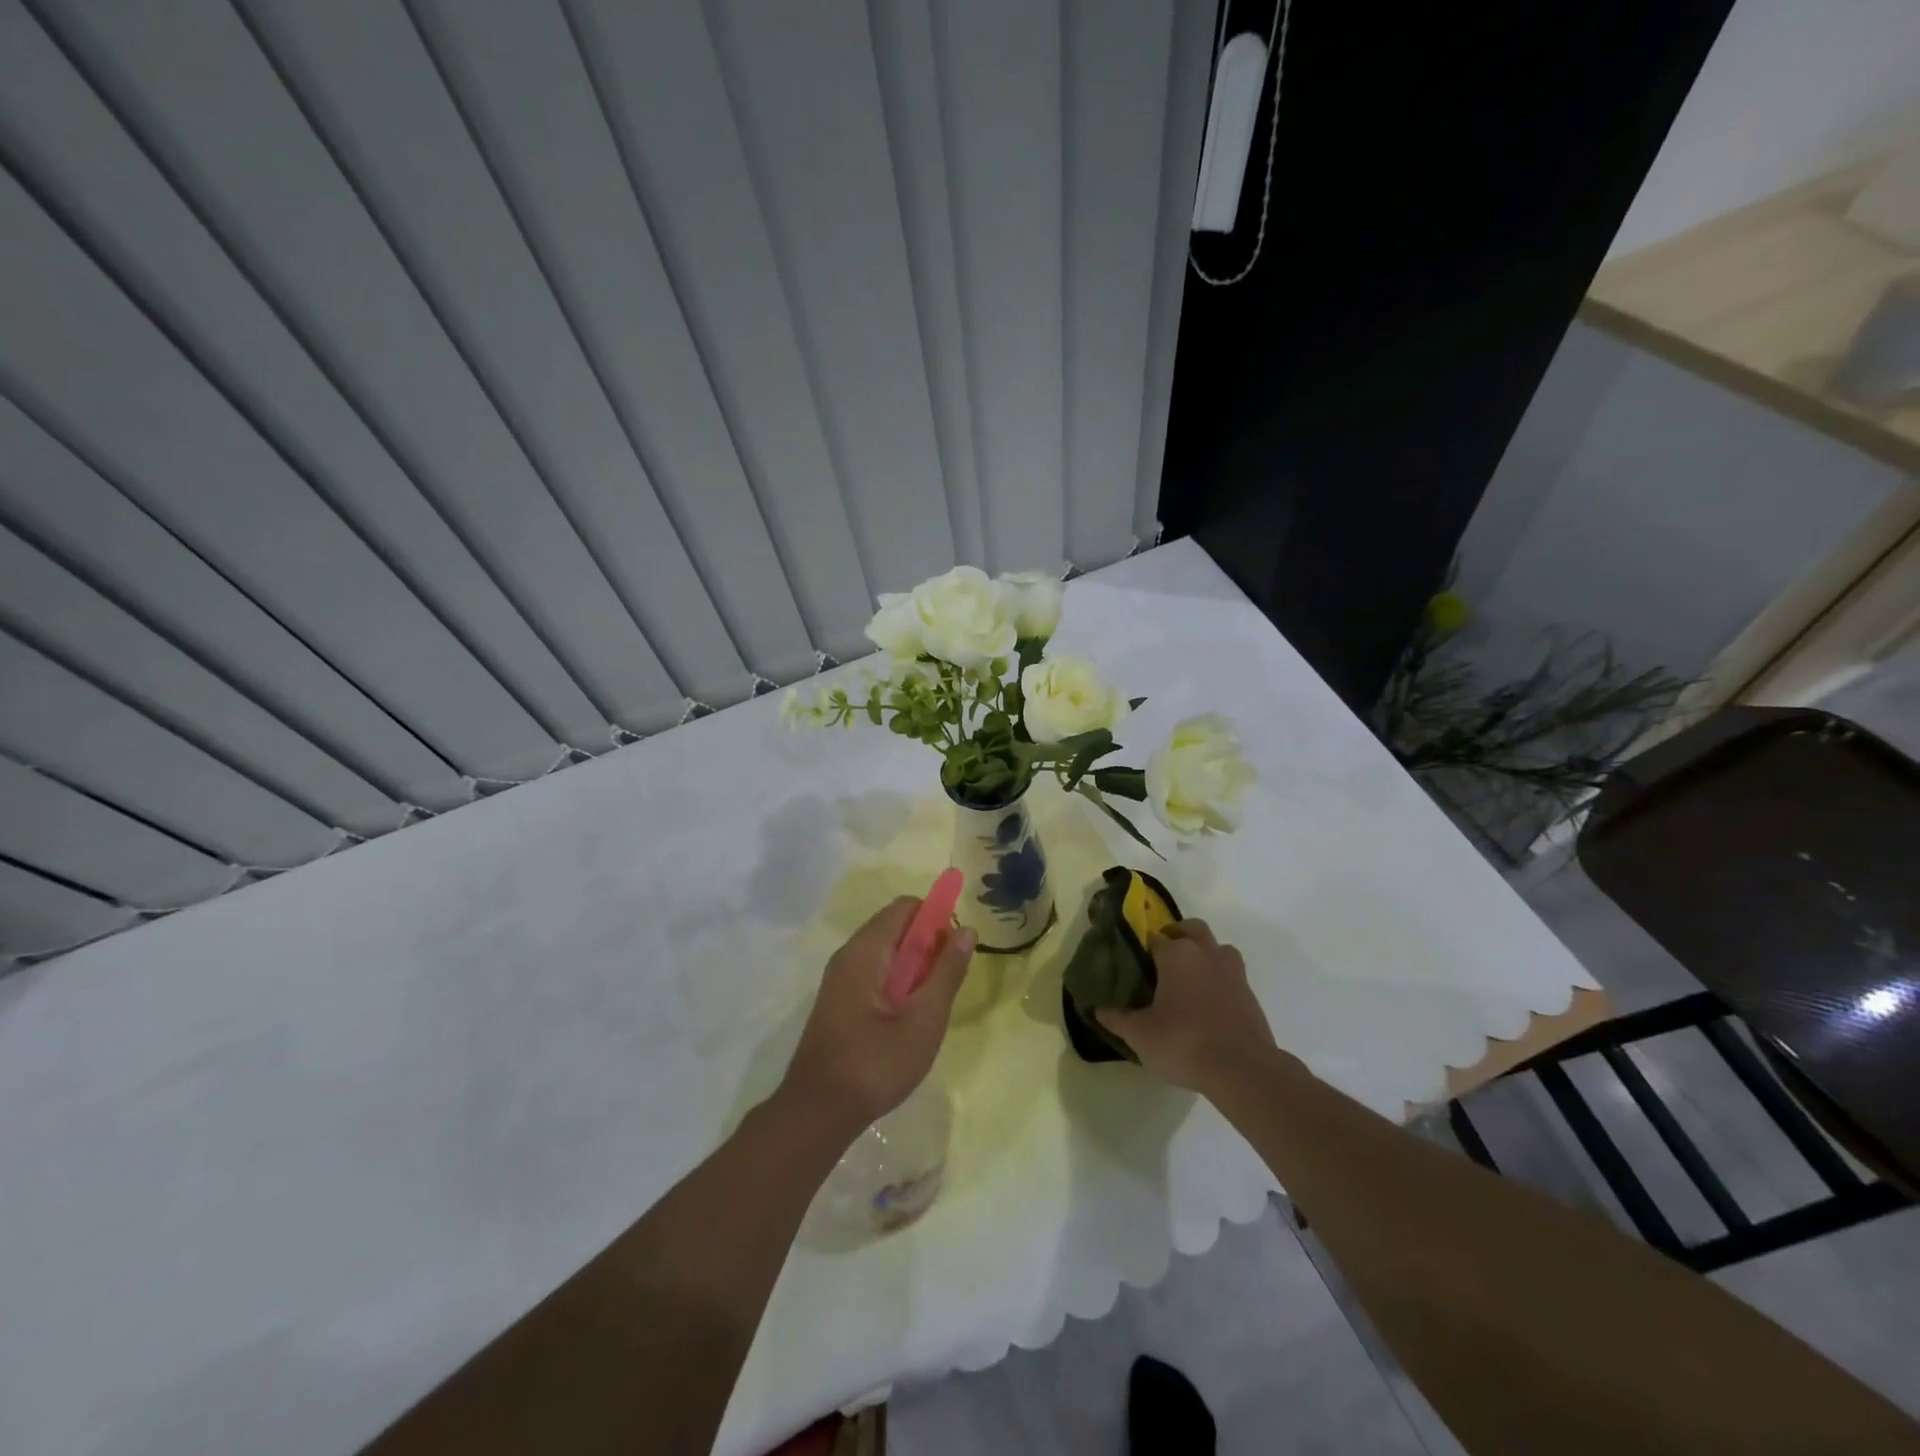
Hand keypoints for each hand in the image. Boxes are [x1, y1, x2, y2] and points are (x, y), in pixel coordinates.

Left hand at [780, 897, 975, 1133]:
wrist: (818, 1112)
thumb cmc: (876, 1063)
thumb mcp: (924, 1019)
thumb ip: (947, 971)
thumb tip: (966, 930)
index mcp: (866, 950)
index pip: (906, 907)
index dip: (936, 919)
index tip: (954, 953)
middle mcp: (848, 954)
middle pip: (895, 927)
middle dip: (927, 946)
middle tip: (944, 986)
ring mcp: (839, 978)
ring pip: (886, 953)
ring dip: (913, 968)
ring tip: (928, 1007)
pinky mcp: (838, 1001)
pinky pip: (873, 973)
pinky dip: (896, 983)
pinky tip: (906, 1020)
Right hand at [1094, 919, 1274, 1094]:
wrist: (1243, 1071)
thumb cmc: (1183, 1043)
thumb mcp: (1140, 1035)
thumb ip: (1117, 1018)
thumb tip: (1098, 1008)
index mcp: (1177, 955)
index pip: (1154, 938)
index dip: (1142, 948)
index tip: (1134, 965)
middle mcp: (1206, 953)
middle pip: (1192, 929)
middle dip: (1177, 936)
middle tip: (1162, 959)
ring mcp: (1233, 972)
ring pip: (1218, 948)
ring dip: (1205, 954)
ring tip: (1190, 978)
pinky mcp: (1251, 995)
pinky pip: (1232, 975)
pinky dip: (1220, 980)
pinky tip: (1209, 1004)